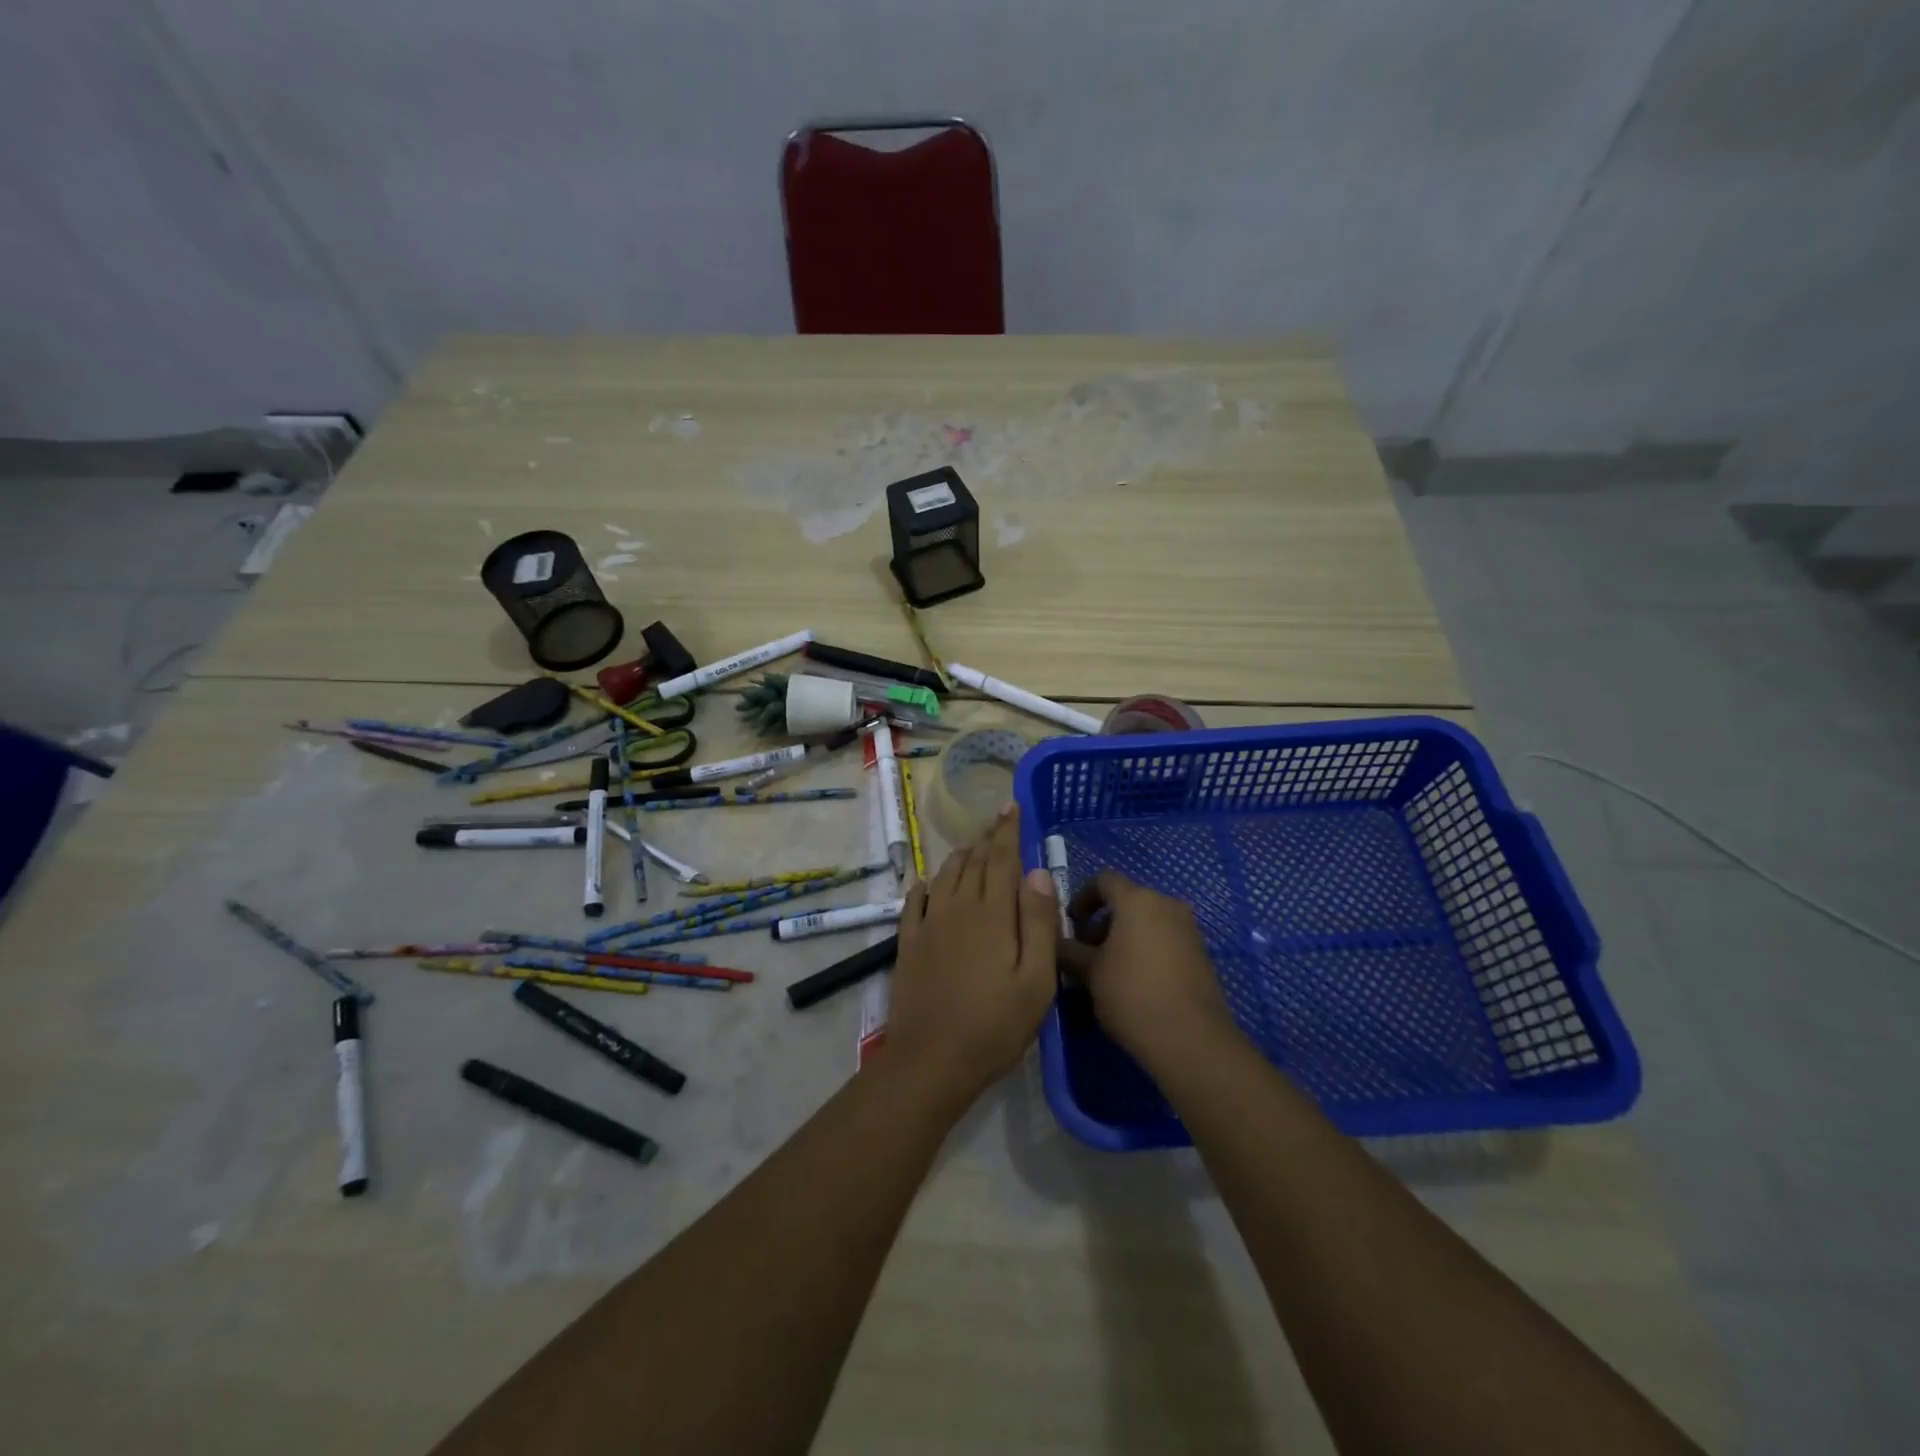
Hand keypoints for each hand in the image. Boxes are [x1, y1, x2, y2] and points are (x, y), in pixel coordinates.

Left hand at [883, 805, 1060, 1107]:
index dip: (1008, 831)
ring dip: (960, 857)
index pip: (1003, 859)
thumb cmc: (995, 1024)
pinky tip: (927, 883)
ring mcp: (929, 924)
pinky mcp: (909, 943)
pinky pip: (915, 902)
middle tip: (996, 819)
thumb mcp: (1036, 981)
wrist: (932, 1059)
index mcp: (993, 914)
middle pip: (974, 862)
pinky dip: (924, 886)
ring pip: (945, 876)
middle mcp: (958, 908)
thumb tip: (1037, 873)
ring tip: (971, 846)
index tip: (1012, 807)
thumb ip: (1038, 923)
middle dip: (987, 837)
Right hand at [1061, 872, 1237, 1070]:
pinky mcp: (1201, 954)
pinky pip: (1165, 941)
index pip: (1104, 879)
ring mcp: (1188, 929)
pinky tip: (1135, 985)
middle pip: (1127, 901)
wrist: (1191, 1040)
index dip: (1082, 897)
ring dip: (1124, 938)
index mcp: (1138, 900)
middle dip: (1102, 922)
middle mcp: (1167, 905)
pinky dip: (1146, 951)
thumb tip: (1055, 942)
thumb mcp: (1089, 972)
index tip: (1071, 924)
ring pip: (1147, 922)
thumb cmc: (1132, 994)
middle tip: (1086, 953)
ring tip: (1108, 972)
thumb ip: (1069, 950)